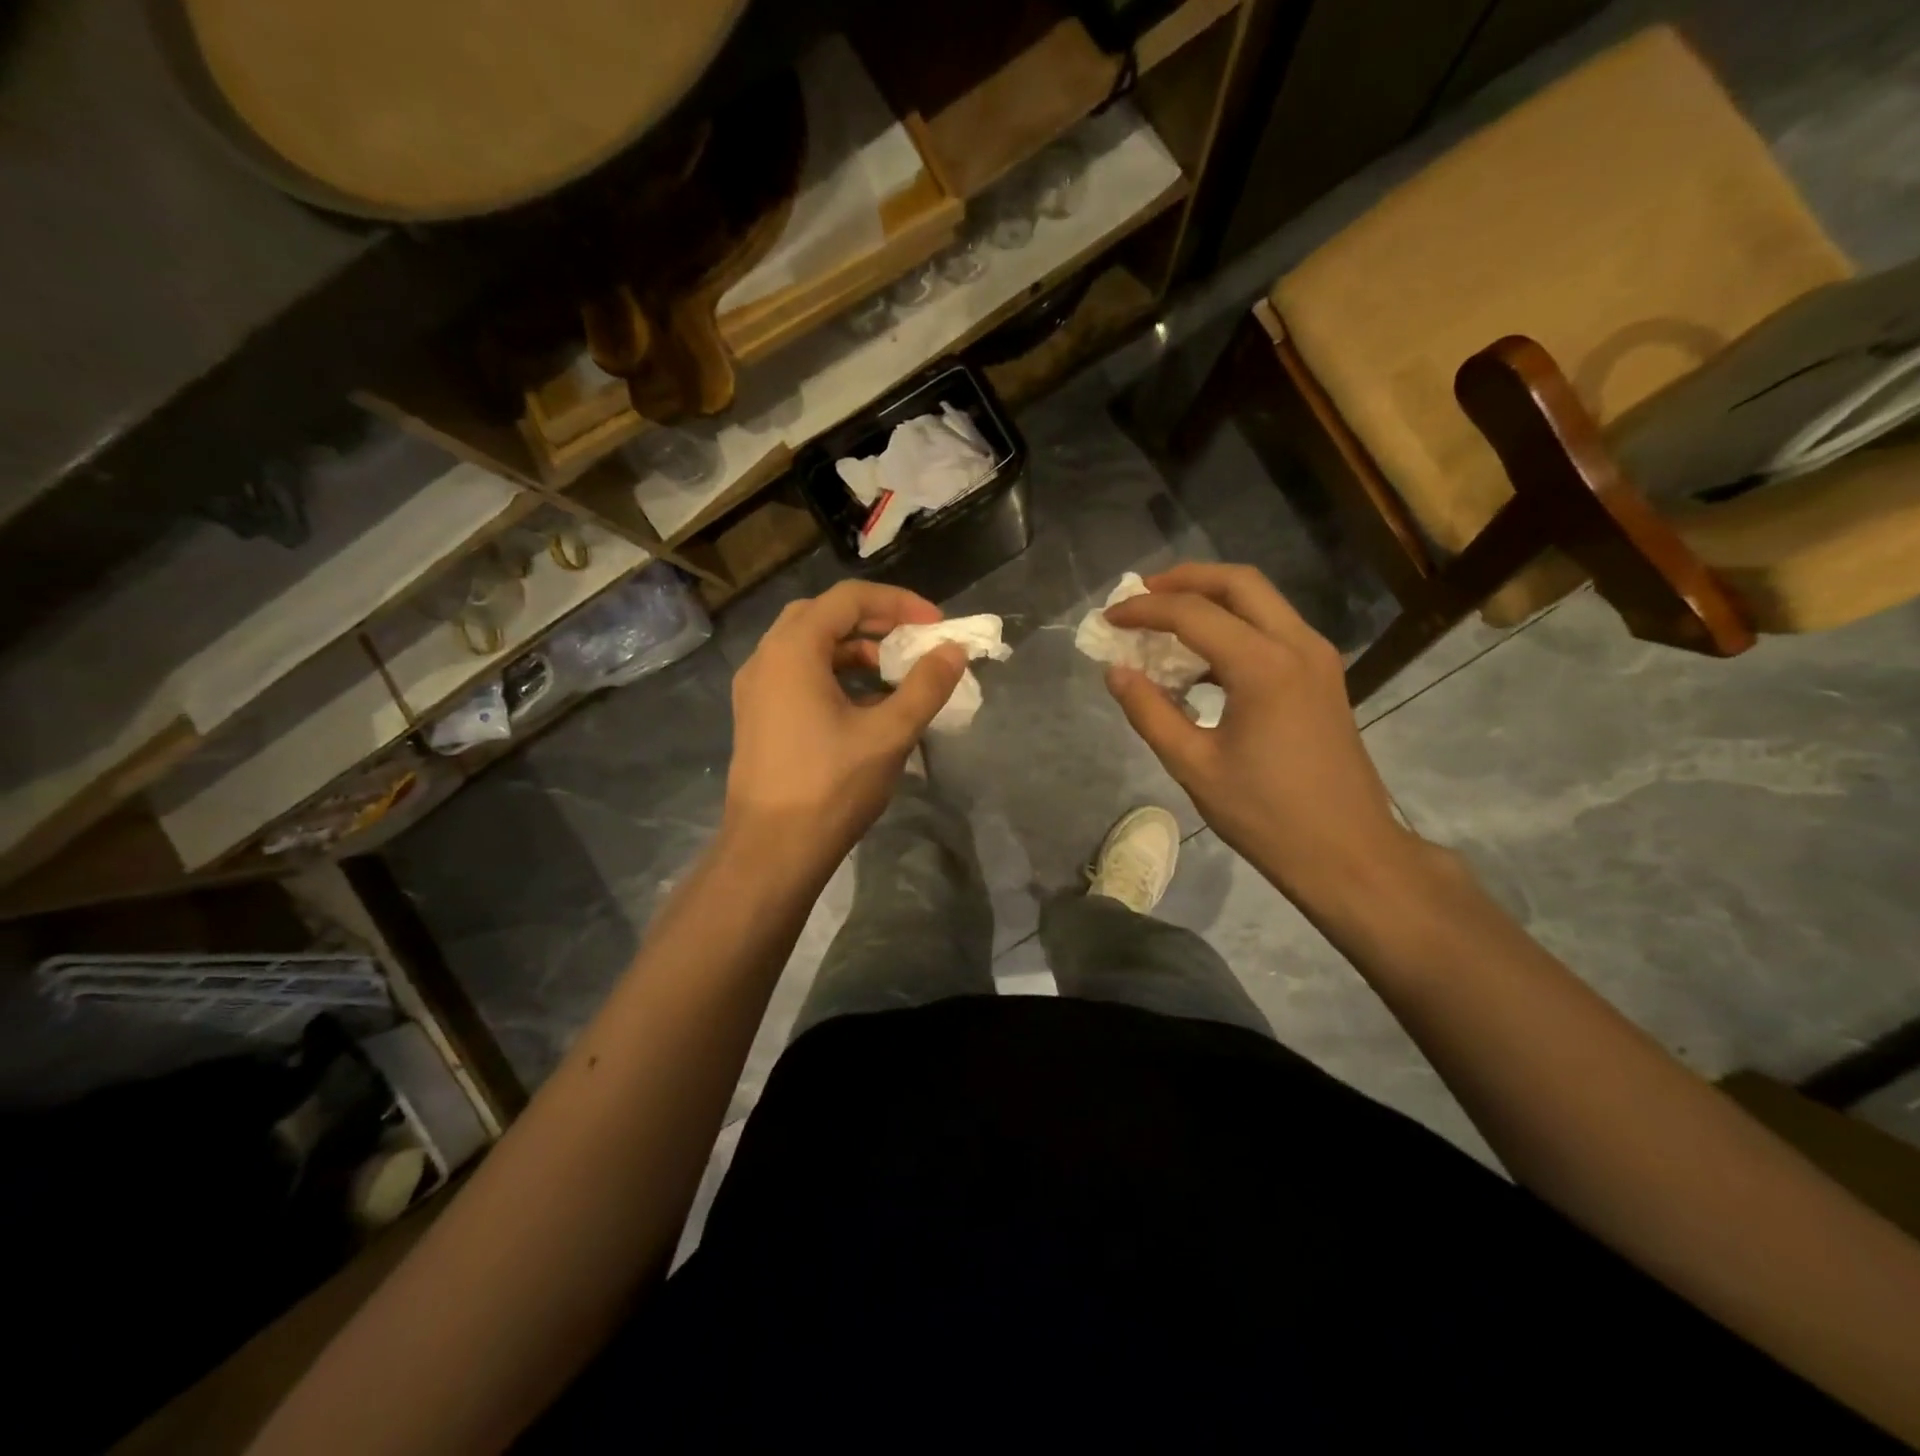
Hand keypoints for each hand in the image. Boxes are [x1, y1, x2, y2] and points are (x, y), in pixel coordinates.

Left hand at [726, 580, 966, 856]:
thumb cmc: (831, 786)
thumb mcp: (889, 733)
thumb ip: (925, 686)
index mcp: (793, 650)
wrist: (771, 850)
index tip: (935, 625)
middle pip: (823, 615)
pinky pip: (797, 675)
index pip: (848, 598)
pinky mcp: (757, 717)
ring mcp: (756, 689)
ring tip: (893, 673)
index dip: (898, 603)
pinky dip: (833, 674)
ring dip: (853, 649)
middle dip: (873, 621)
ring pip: (807, 647)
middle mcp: (766, 659)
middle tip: (911, 640)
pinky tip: (863, 704)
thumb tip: (954, 651)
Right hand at [1102, 563, 1425, 910]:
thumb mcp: (1193, 765)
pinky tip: (1202, 659)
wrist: (1347, 853)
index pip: (1193, 613)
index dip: (1144, 610)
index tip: (1109, 619)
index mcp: (1263, 666)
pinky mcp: (1323, 676)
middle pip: (1238, 582)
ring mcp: (1317, 658)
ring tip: (1165, 620)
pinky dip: (1234, 626)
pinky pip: (1273, 629)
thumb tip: (1116, 671)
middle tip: (1141, 594)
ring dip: (1211, 599)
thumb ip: (1149, 712)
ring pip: (1261, 600)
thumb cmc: (1265, 815)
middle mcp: (1297, 645)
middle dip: (1184, 579)